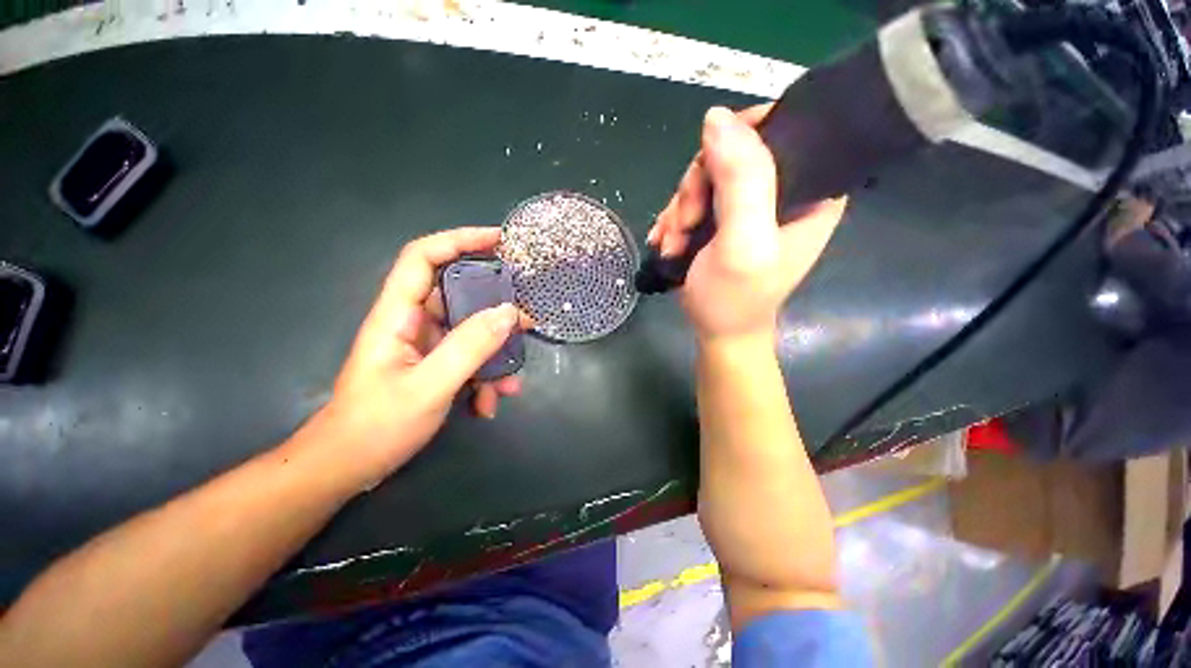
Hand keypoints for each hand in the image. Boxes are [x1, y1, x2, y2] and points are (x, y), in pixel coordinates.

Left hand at [300, 227, 530, 484]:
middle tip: (526, 320)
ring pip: (471, 333)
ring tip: (510, 384)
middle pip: (458, 296)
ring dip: (494, 357)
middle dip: (495, 309)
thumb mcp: (428, 387)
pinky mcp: (435, 366)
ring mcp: (426, 346)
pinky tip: (488, 404)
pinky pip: (469, 359)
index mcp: (398, 315)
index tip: (499, 241)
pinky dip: (484, 378)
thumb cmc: (376, 426)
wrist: (348, 468)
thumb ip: (469, 348)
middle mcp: (413, 323)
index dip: (459, 240)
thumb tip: (509, 312)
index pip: (424, 257)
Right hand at [648, 105, 846, 342]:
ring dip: (681, 208)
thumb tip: (717, 117)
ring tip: (673, 242)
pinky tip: (668, 240)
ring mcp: (752, 205)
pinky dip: (676, 218)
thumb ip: (741, 182)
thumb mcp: (742, 243)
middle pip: (733, 153)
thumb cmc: (735, 298)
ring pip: (706, 176)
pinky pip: (695, 198)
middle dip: (697, 188)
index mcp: (812, 191)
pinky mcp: (726, 219)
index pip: (783, 128)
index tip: (705, 172)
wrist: (718, 332)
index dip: (737, 139)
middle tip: (685, 224)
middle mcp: (785, 191)